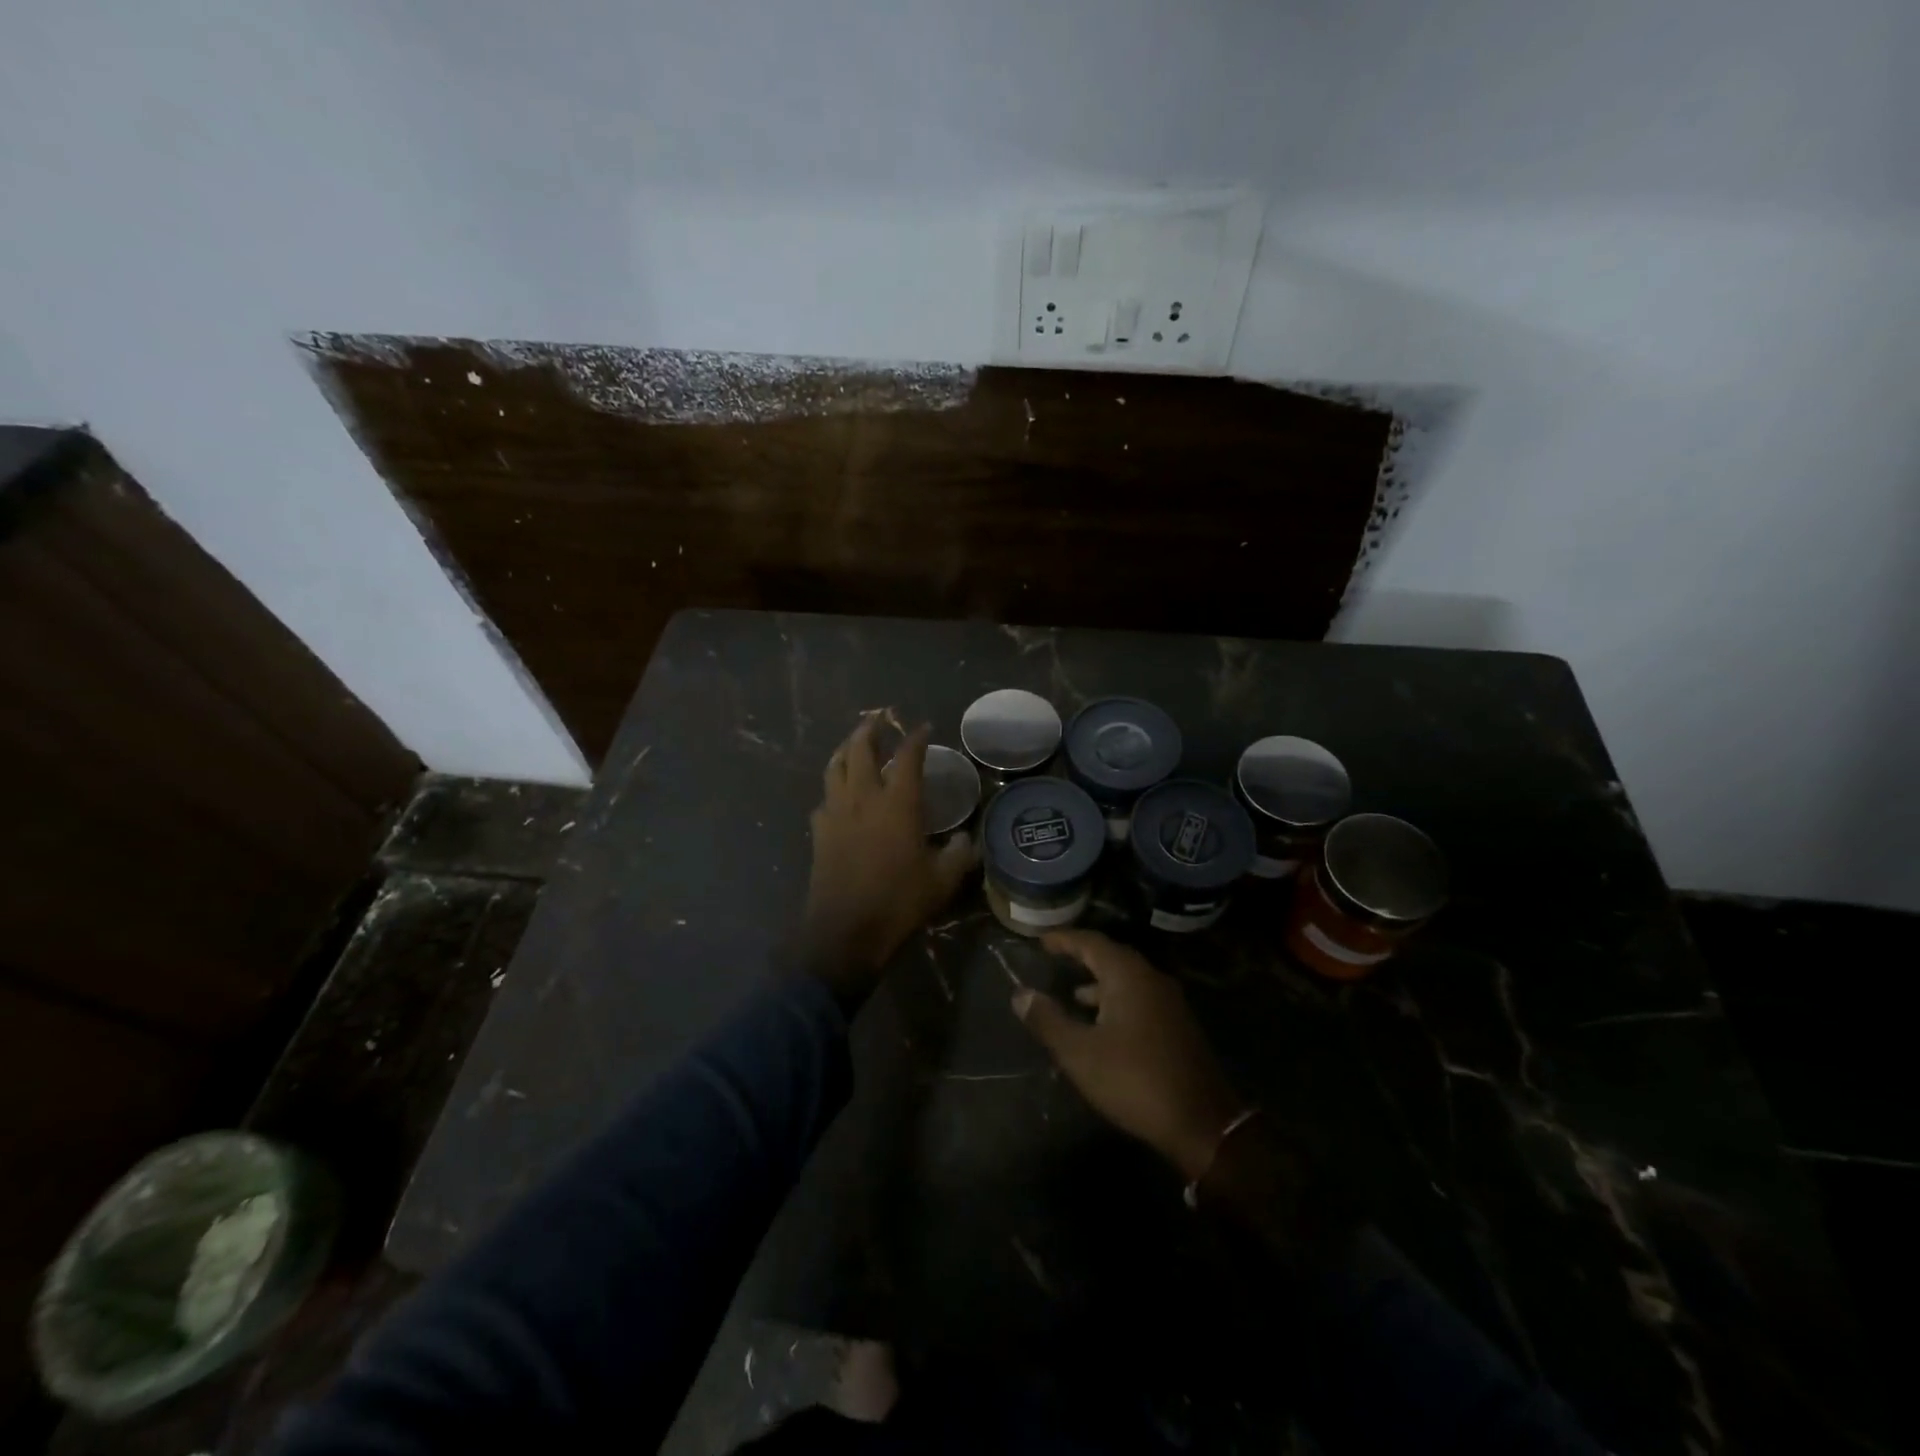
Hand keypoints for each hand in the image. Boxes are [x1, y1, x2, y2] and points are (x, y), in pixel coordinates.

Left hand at [801, 715, 975, 1000]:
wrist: (846, 931)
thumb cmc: (899, 902)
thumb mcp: (942, 881)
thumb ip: (959, 854)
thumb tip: (966, 839)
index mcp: (897, 803)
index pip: (907, 757)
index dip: (915, 738)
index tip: (922, 727)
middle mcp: (863, 798)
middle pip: (860, 750)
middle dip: (869, 730)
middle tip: (878, 719)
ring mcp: (836, 813)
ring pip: (834, 768)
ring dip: (845, 750)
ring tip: (853, 744)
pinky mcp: (819, 833)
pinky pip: (824, 799)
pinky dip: (833, 788)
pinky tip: (838, 796)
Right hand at [1014, 929, 1244, 1179]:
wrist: (1202, 1122)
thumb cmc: (1134, 1080)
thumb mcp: (1079, 1053)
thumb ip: (1048, 1020)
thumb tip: (1021, 993)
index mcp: (1128, 976)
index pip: (1090, 942)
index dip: (1064, 939)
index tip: (1040, 940)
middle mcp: (1151, 979)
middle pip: (1111, 956)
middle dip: (1081, 957)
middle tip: (1054, 959)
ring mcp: (1169, 1002)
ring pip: (1127, 980)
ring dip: (1099, 983)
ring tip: (1072, 995)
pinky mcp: (1177, 1025)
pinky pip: (1139, 998)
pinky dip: (1115, 1000)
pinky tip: (1103, 1025)